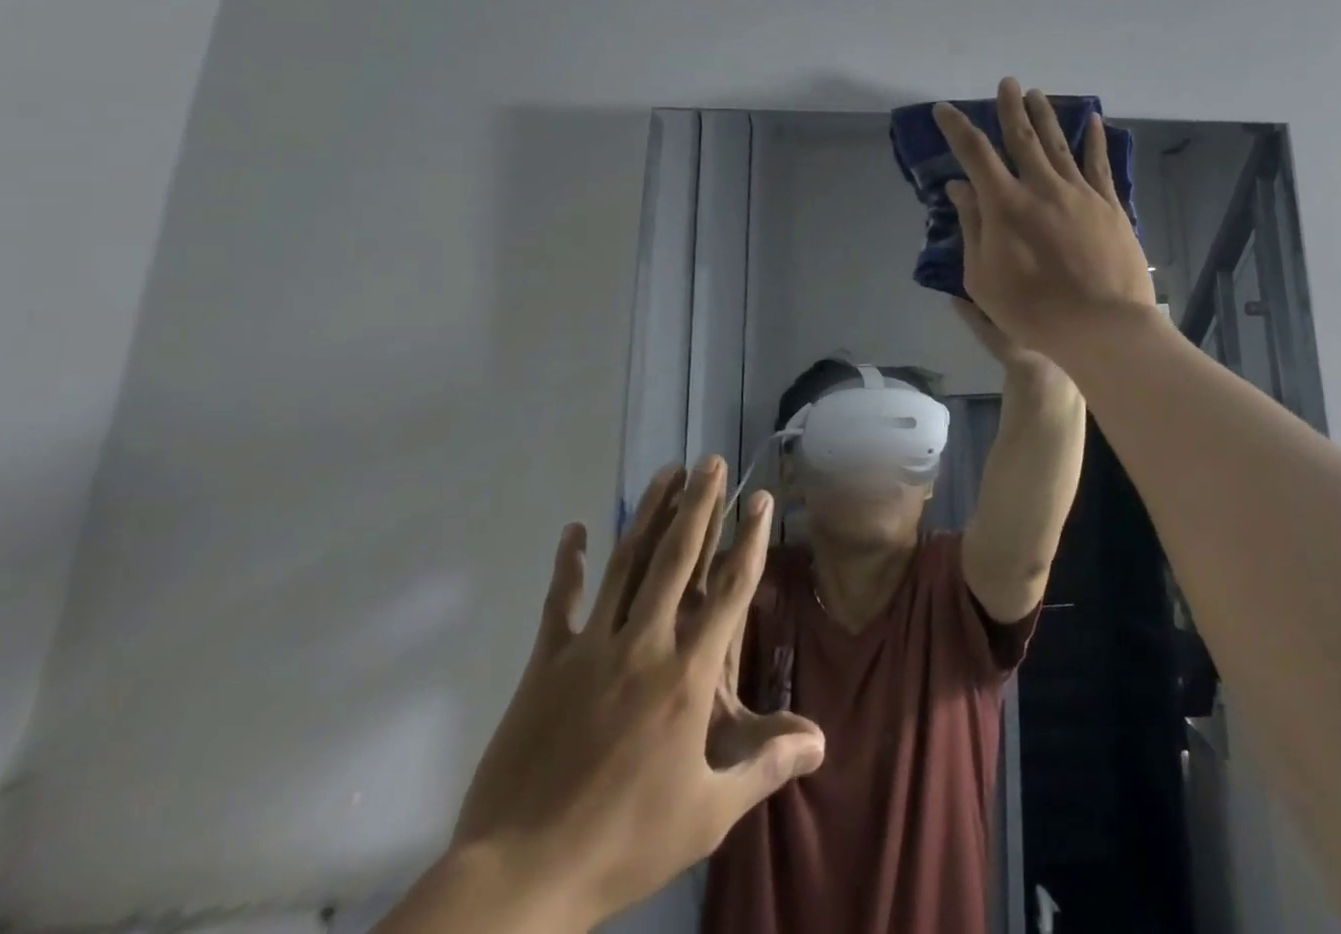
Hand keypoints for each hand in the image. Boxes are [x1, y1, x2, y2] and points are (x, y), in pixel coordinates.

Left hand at [446, 460, 824, 928]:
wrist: (519, 878)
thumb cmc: (624, 842)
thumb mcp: (707, 814)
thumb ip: (765, 767)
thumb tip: (821, 744)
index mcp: (687, 675)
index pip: (729, 590)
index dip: (749, 540)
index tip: (759, 499)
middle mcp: (645, 644)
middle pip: (677, 558)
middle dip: (699, 504)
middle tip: (710, 462)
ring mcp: (591, 648)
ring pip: (627, 564)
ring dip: (648, 515)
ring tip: (666, 474)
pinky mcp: (545, 664)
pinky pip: (560, 603)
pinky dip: (569, 564)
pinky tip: (575, 530)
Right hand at [935, 80, 1155, 360]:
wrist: (1102, 326)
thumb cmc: (1033, 311)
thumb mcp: (983, 279)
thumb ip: (972, 227)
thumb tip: (959, 187)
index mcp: (1005, 205)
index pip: (975, 154)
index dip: (957, 128)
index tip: (945, 111)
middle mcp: (1042, 187)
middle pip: (1022, 137)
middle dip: (1010, 108)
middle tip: (1006, 83)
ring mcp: (1079, 193)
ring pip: (1059, 143)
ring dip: (1045, 116)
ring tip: (1037, 93)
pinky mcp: (1109, 205)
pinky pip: (1099, 164)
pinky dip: (1095, 140)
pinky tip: (1093, 121)